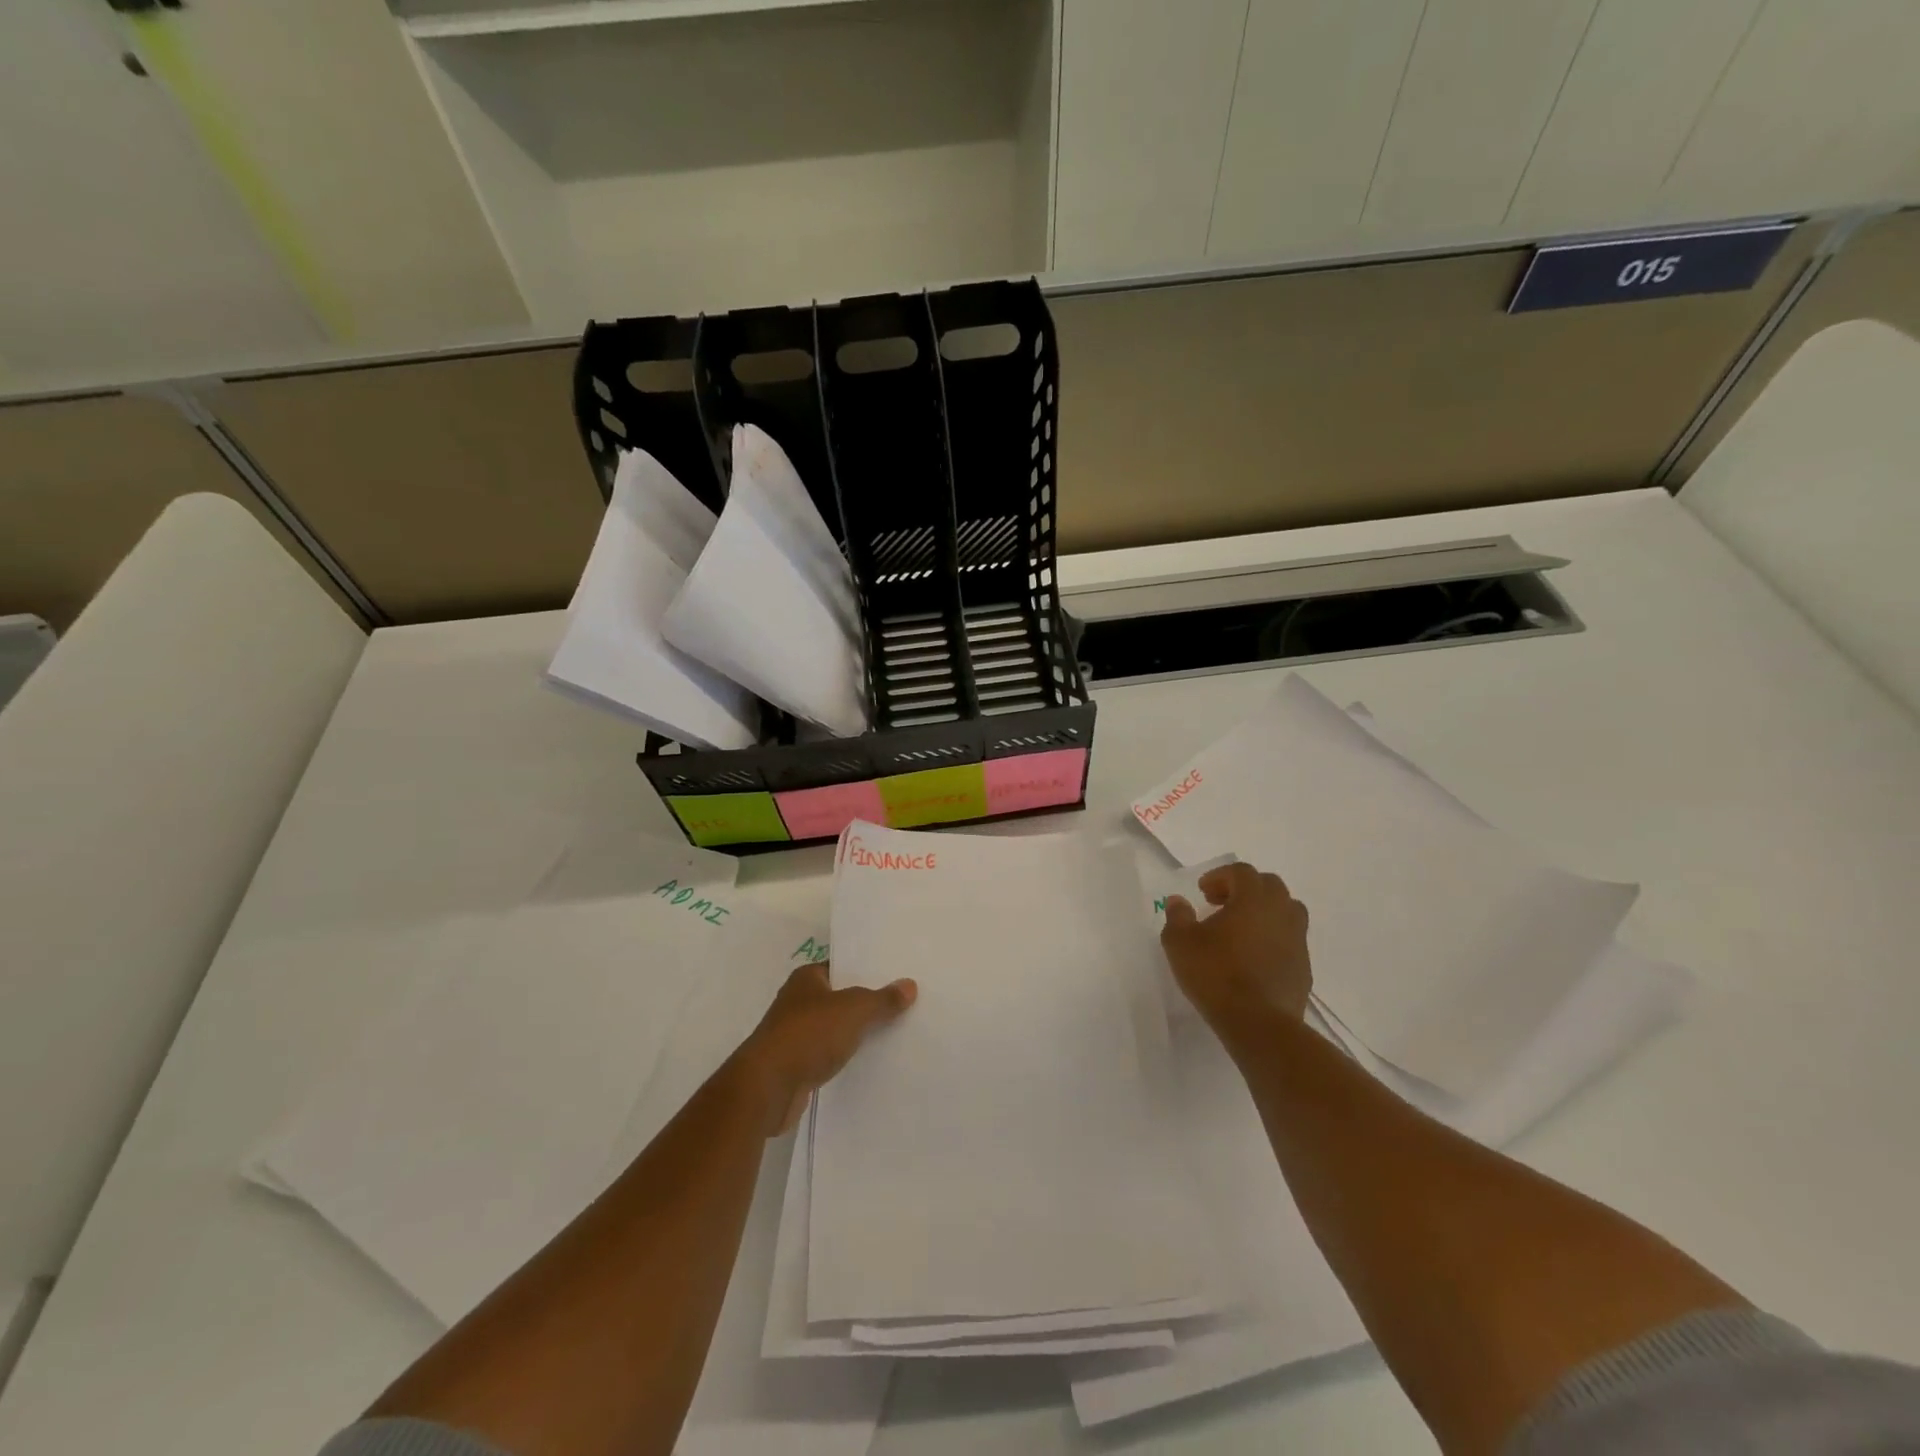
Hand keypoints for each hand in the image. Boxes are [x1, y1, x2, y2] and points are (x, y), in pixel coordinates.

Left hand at [734, 962, 916, 1136]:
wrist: (767, 1088)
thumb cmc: (808, 1035)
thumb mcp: (854, 1010)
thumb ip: (882, 999)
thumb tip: (909, 985)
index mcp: (806, 979)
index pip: (840, 966)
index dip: (866, 969)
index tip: (895, 974)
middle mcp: (797, 1002)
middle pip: (839, 997)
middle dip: (865, 1001)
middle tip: (902, 1002)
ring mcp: (794, 1035)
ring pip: (833, 1028)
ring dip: (855, 1032)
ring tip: (893, 1032)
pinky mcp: (795, 1066)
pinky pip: (828, 1054)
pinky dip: (844, 1057)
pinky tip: (868, 1061)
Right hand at [1161, 863, 1311, 1047]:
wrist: (1258, 1024)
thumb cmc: (1215, 974)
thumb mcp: (1180, 943)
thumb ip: (1177, 916)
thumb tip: (1178, 901)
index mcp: (1253, 899)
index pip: (1241, 872)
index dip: (1220, 876)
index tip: (1202, 892)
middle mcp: (1281, 912)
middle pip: (1269, 885)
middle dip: (1244, 889)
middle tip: (1220, 905)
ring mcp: (1298, 940)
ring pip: (1286, 911)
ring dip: (1263, 912)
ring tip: (1241, 929)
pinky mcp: (1304, 967)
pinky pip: (1290, 940)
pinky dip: (1273, 938)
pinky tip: (1254, 958)